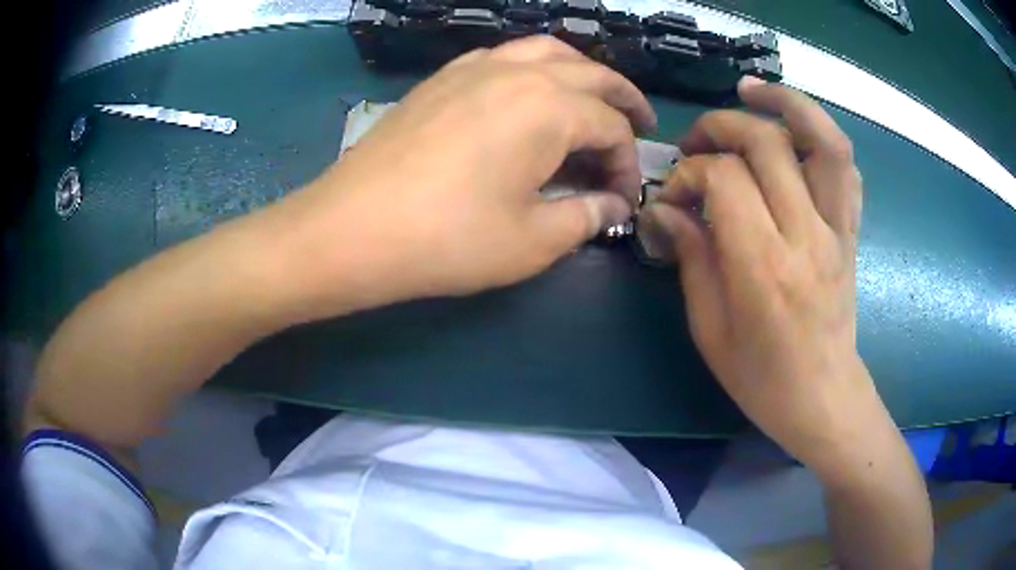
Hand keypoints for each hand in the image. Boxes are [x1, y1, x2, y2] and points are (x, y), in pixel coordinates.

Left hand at [276, 36, 654, 316]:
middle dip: (623, 99)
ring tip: (592, 98)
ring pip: (546, 51)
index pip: (611, 127)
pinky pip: (502, 56)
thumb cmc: (447, 240)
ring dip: (580, 72)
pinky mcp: (442, 78)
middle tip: (640, 123)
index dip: (626, 164)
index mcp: (550, 107)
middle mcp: (518, 72)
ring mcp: (474, 68)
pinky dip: (532, 67)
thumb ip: (584, 216)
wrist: (352, 228)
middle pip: (591, 73)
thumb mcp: (532, 241)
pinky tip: (529, 92)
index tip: (622, 200)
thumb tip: (612, 206)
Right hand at [640, 78, 875, 469]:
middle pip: (766, 142)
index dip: (689, 173)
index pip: (724, 179)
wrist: (823, 398)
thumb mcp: (710, 330)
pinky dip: (822, 134)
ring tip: (752, 92)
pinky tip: (795, 130)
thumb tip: (665, 210)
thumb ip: (691, 258)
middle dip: (721, 127)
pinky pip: (847, 167)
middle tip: (696, 144)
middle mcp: (807, 235)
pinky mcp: (851, 231)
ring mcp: (837, 229)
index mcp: (764, 267)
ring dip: (786, 103)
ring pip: (823, 139)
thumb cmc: (762, 378)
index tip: (673, 196)